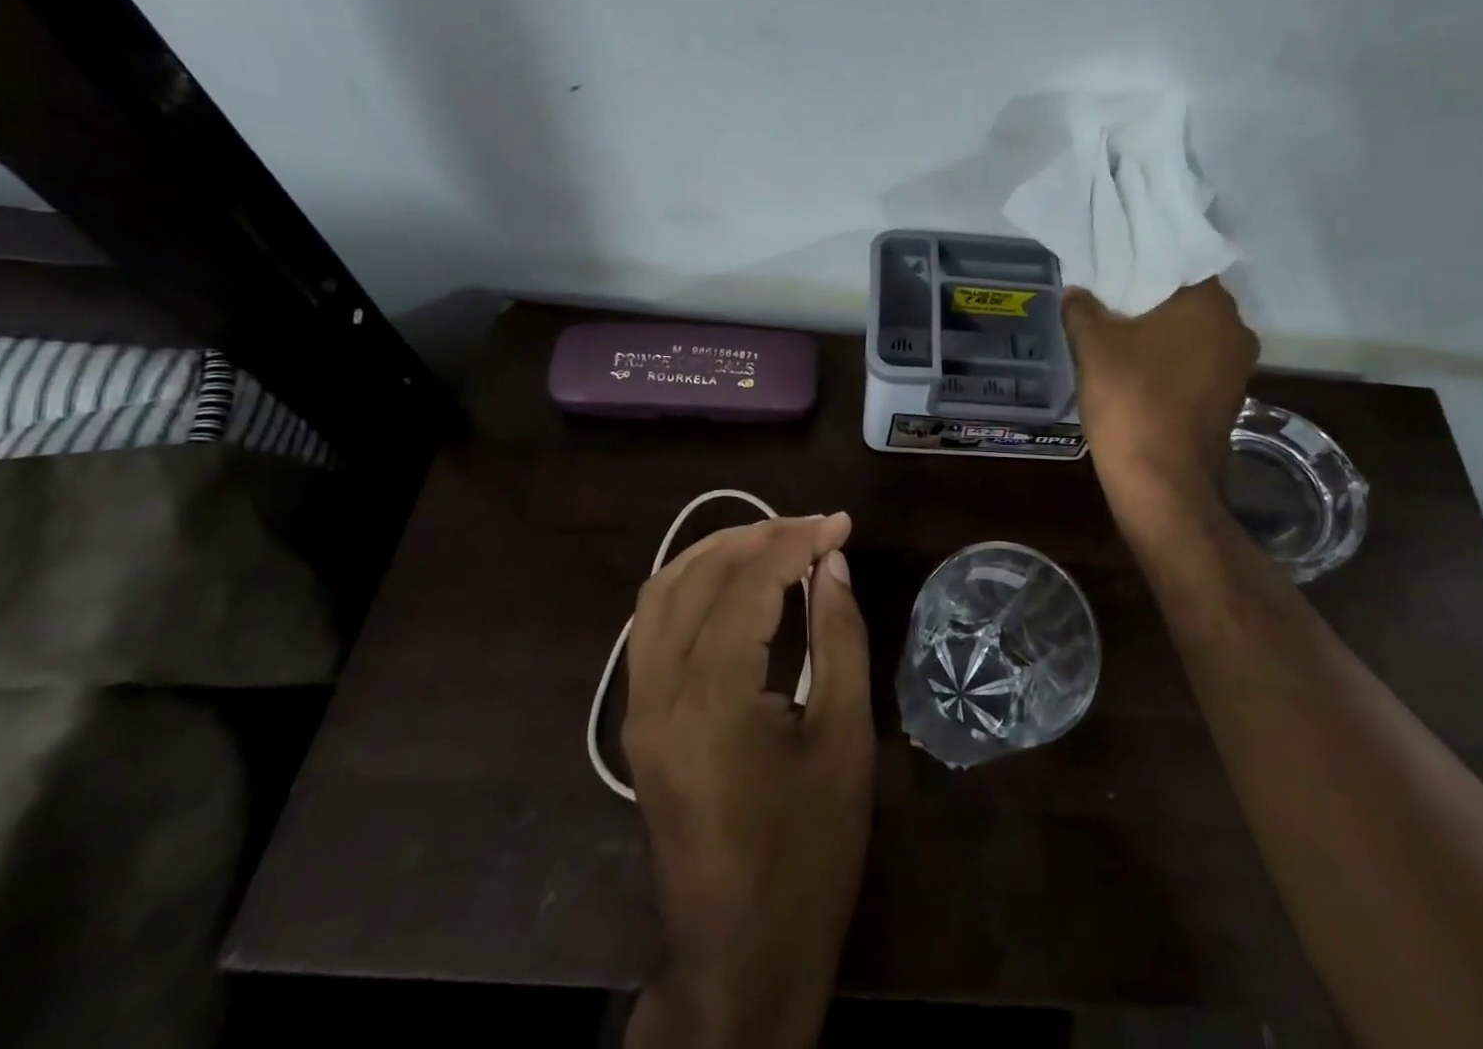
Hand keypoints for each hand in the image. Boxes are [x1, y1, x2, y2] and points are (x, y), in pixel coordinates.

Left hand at [623, 514, 874, 1048]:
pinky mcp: (639, 724)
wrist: (741, 959)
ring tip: (774, 540)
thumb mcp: (843, 739)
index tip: (841, 523)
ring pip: (661, 594)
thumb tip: (833, 564)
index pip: (748, 584)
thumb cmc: (808, 853)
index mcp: (710, 698)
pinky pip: (654, 627)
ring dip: (716, 554)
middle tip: (812, 527)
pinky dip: (693, 587)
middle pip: (696, 576)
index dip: (797, 542)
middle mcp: (658, 692)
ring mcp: (638, 708)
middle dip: (757, 537)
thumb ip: (838, 637)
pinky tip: (734, 586)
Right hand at [1062, 280, 1258, 530]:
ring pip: (1194, 335)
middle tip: (1110, 299)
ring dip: (1162, 334)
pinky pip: (1197, 365)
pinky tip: (1139, 372)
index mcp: (1209, 304)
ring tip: (1120, 335)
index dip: (1143, 263)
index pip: (1178, 262)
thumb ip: (1083, 310)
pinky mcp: (1229, 400)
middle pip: (1187, 300)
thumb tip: (1076, 292)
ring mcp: (1237, 368)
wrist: (1162, 483)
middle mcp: (1235, 329)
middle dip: (1151, 300)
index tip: (1114, 268)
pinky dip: (1172, 363)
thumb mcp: (1094, 347)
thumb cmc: (1131, 401)